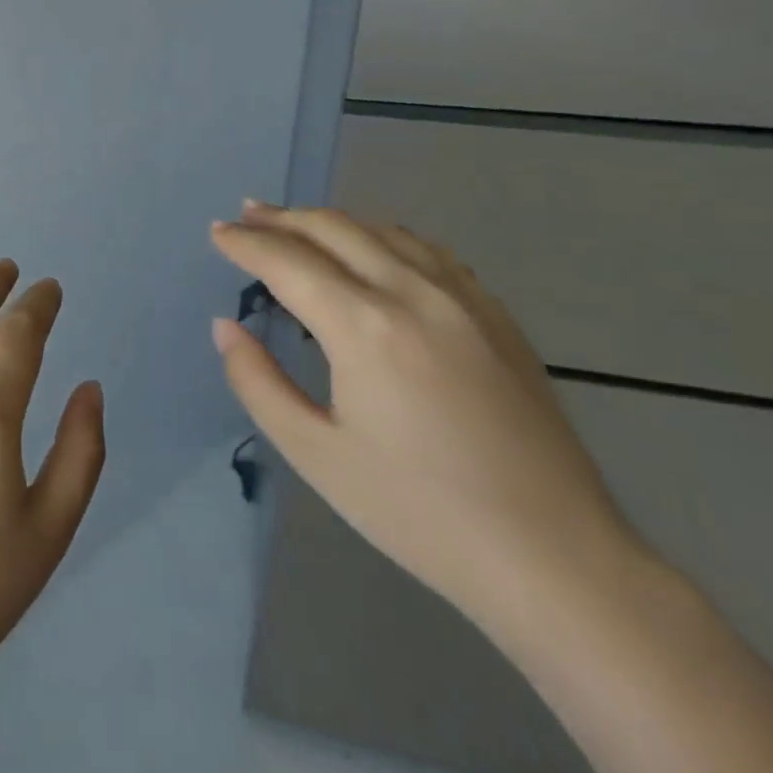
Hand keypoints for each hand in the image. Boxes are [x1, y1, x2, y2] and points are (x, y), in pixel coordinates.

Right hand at [210, 203, 642, 629]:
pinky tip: (374, 251)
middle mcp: (415, 294)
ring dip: (332, 221)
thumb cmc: (419, 513)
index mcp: (365, 328)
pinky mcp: (498, 317)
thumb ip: (257, 382)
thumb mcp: (315, 455)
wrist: (554, 557)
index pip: (288, 262)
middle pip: (336, 230)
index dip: (246, 243)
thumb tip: (226, 327)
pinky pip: (429, 253)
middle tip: (246, 215)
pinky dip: (384, 237)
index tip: (217, 232)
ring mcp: (465, 300)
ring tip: (298, 224)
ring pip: (385, 231)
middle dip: (283, 218)